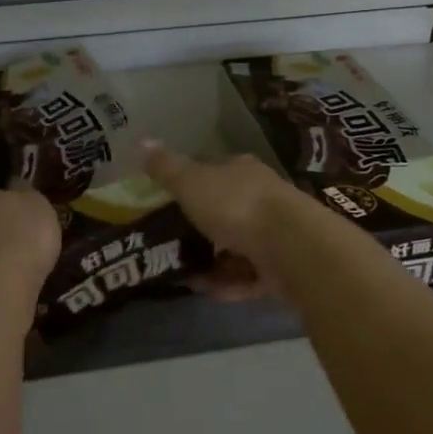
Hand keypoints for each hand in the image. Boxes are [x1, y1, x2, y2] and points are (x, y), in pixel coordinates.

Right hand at [141, 141, 308, 300]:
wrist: (291, 246)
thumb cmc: (236, 205)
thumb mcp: (191, 183)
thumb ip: (166, 168)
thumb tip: (141, 141)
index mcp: (242, 171)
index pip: (214, 173)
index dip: (191, 186)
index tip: (168, 204)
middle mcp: (262, 197)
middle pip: (227, 211)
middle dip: (202, 229)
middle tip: (171, 245)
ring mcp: (276, 233)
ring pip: (238, 246)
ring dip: (214, 261)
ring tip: (184, 274)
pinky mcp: (283, 267)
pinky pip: (249, 276)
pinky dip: (230, 283)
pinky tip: (209, 292)